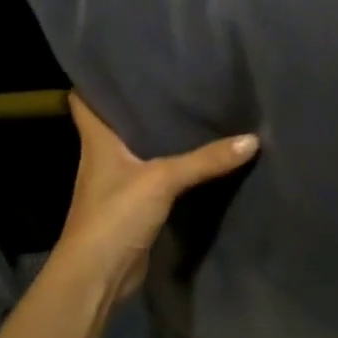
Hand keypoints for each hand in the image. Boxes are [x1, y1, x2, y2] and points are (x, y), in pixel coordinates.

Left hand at [0, 94, 256, 337]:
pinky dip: (173, 167)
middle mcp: (103, 158)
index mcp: (97, 141)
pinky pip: (156, 177)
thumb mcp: (163, 180)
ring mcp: (118, 184)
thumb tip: (253, 139)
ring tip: (193, 111)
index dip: (97, 79)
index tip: (123, 60)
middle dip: (141, 103)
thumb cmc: (115, 215)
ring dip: (159, 136)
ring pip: (139, 150)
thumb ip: (206, 160)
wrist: (98, 276)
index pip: (84, 100)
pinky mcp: (135, 207)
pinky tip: (199, 158)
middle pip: (117, 122)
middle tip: (176, 79)